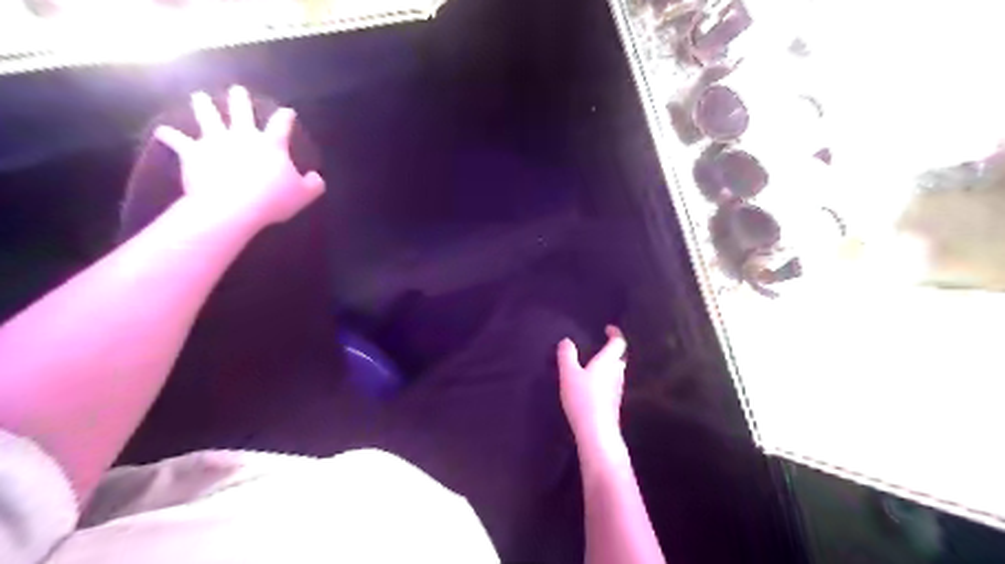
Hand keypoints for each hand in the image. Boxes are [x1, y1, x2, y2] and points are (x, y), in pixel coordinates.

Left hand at [155, 84, 325, 229]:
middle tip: (238, 90)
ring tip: (199, 97)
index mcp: (271, 145)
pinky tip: (162, 132)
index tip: (287, 111)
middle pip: (241, 112)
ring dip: (203, 105)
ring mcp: (215, 141)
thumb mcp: (304, 195)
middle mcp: (242, 136)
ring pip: (208, 117)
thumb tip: (317, 177)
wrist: (234, 206)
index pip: (281, 125)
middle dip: (240, 100)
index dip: (285, 117)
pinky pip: (178, 141)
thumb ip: (313, 184)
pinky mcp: (193, 153)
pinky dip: (170, 136)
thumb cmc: (273, 200)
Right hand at [558, 325, 625, 449]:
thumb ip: (567, 356)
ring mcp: (617, 389)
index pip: (618, 343)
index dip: (615, 333)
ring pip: (617, 372)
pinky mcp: (613, 403)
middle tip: (603, 346)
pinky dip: (606, 379)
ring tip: (596, 364)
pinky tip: (594, 385)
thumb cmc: (583, 399)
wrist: (597, 432)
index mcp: (608, 362)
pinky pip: (612, 384)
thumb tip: (567, 341)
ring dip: (610, 365)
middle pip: (620, 357)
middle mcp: (616, 373)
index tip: (608, 329)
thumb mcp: (568, 374)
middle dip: (613, 350)